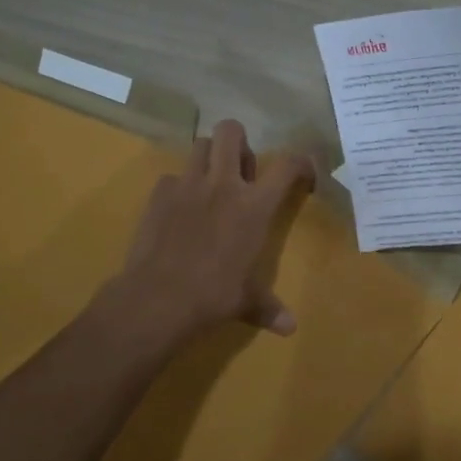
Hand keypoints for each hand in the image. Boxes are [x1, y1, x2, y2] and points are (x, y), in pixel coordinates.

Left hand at [101, 119, 315, 348]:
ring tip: (210, 183)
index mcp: (254, 206)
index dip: (300, 161)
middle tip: (240, 170)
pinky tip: (178, 210)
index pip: (287, 166)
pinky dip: (178, 187)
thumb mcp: (247, 302)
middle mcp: (223, 185)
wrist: (158, 298)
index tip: (303, 172)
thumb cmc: (213, 296)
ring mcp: (187, 185)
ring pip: (200, 145)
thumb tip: (289, 328)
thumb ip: (268, 309)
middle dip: (239, 141)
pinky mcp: (158, 195)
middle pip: (232, 131)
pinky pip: (171, 177)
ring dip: (209, 157)